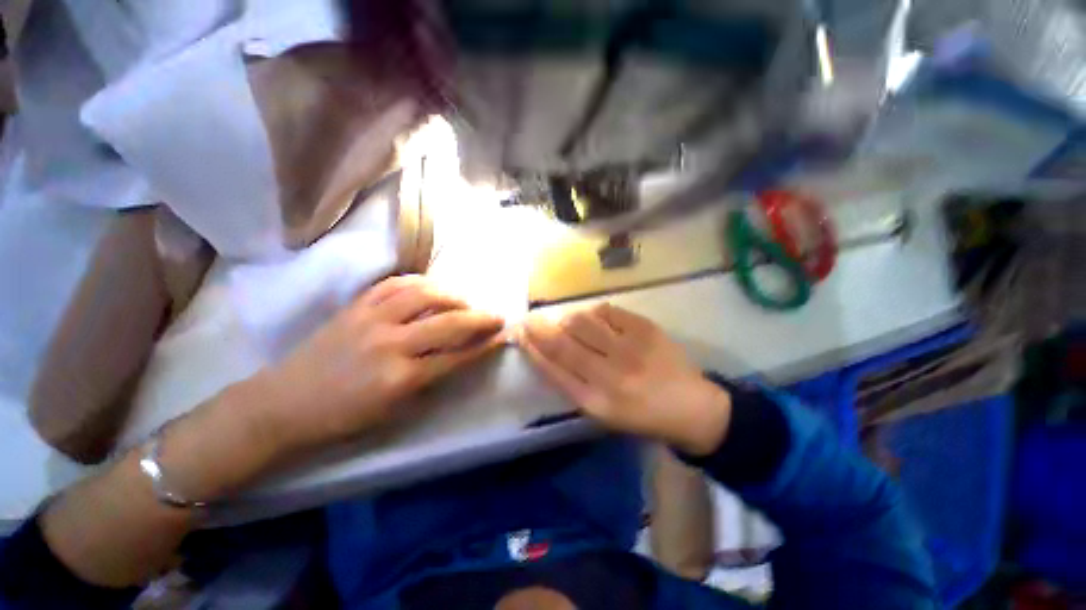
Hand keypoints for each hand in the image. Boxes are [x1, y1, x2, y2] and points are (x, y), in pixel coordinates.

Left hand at [255, 275, 504, 450]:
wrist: (283, 403)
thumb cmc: (342, 418)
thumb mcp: (394, 412)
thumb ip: (430, 381)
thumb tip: (459, 358)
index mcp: (401, 378)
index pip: (456, 356)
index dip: (484, 346)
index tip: (502, 336)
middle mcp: (391, 344)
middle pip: (449, 323)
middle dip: (480, 319)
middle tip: (497, 316)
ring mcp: (371, 319)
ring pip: (425, 295)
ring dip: (454, 296)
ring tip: (466, 301)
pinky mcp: (355, 306)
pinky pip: (394, 284)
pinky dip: (420, 282)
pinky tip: (432, 287)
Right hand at [519, 303, 730, 455]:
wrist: (692, 407)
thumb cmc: (641, 415)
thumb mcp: (602, 412)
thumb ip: (572, 383)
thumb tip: (546, 352)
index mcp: (596, 402)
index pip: (552, 368)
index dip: (532, 347)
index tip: (519, 333)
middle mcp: (610, 375)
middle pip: (562, 342)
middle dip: (538, 327)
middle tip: (529, 319)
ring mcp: (629, 349)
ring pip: (581, 321)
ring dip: (566, 318)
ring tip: (565, 321)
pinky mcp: (646, 329)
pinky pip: (606, 311)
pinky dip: (593, 312)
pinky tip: (594, 319)